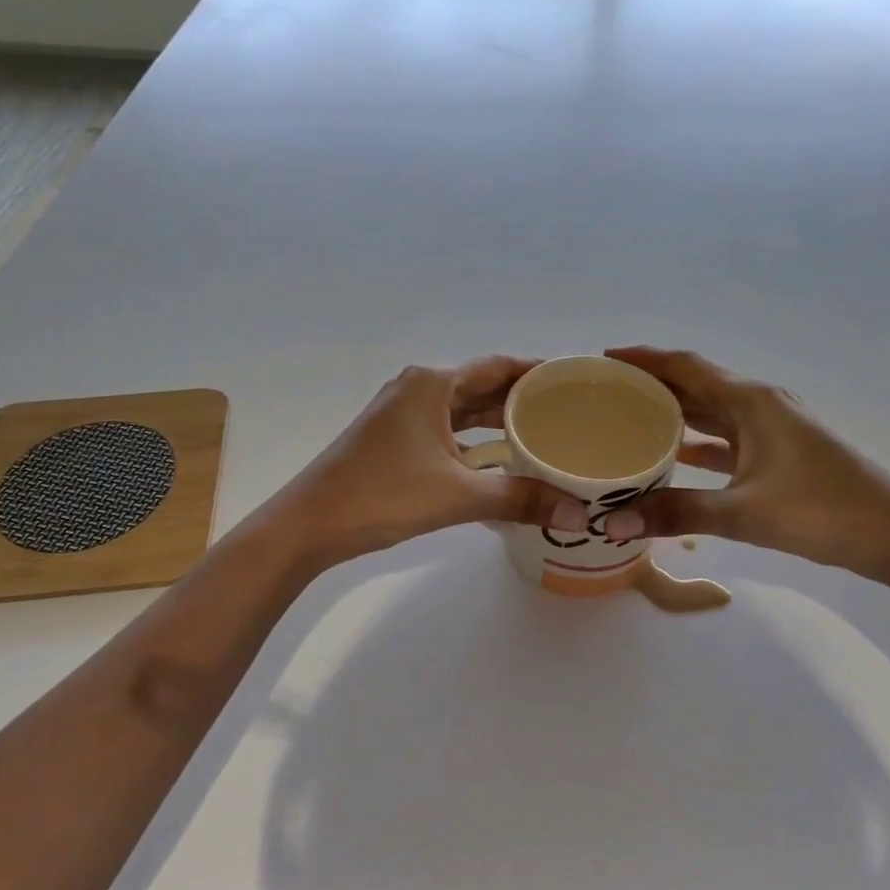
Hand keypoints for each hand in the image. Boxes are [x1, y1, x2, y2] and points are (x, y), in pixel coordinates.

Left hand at [272, 357, 579, 565]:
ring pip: (462, 411)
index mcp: (433, 383)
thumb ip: (520, 499)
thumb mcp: (459, 495)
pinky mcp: (394, 439)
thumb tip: (579, 515)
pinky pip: (446, 431)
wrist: (310, 523)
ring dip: (498, 422)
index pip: (499, 366)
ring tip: (543, 434)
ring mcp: (402, 414)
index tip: (575, 381)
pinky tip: (499, 462)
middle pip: (482, 386)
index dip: (537, 371)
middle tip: (570, 413)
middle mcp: (418, 388)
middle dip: (522, 398)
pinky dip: (474, 442)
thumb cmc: (383, 495)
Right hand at [599, 347, 889, 575]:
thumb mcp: (743, 512)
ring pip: (711, 412)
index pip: (686, 366)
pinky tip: (673, 456)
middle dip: (652, 384)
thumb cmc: (822, 511)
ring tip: (628, 419)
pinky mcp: (779, 455)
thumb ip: (675, 513)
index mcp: (751, 401)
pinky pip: (725, 440)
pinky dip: (697, 443)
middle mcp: (760, 405)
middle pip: (696, 384)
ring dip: (673, 412)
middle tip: (606, 393)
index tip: (604, 359)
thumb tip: (610, 523)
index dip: (644, 359)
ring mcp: (772, 430)